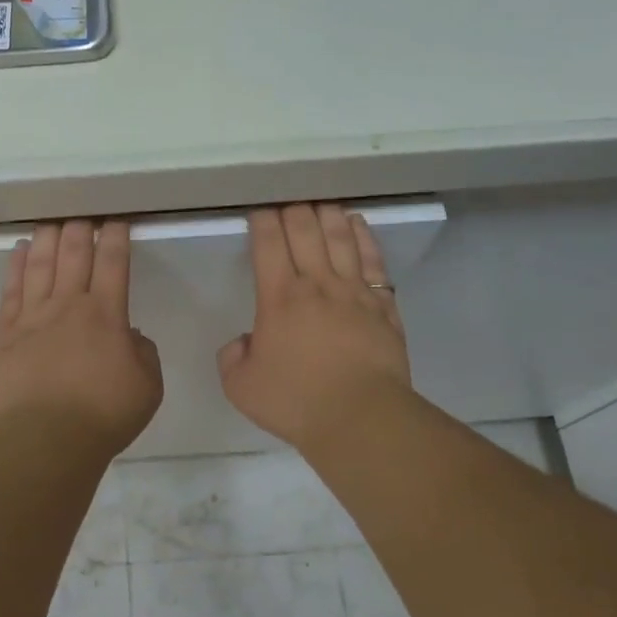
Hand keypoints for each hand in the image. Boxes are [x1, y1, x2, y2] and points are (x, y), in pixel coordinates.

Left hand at [0, 220, 163, 452]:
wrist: (46, 438)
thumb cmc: (104, 415)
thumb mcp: (148, 386)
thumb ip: (143, 353)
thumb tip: (130, 336)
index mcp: (106, 315)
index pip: (113, 263)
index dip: (116, 237)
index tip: (116, 220)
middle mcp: (68, 305)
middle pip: (74, 254)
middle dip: (80, 229)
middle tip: (82, 213)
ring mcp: (33, 317)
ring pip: (40, 265)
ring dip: (48, 238)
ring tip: (51, 220)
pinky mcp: (6, 334)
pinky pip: (11, 291)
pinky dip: (17, 267)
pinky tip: (21, 251)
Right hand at [218, 203, 412, 451]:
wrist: (360, 418)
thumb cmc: (295, 401)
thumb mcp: (240, 386)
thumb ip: (233, 357)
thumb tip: (245, 341)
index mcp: (279, 298)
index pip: (269, 244)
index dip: (263, 220)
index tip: (259, 209)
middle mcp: (317, 284)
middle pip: (306, 231)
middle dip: (293, 208)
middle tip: (288, 198)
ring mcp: (355, 292)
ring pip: (341, 238)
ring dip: (328, 214)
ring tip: (321, 201)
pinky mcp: (383, 305)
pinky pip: (374, 260)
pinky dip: (364, 237)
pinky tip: (357, 225)